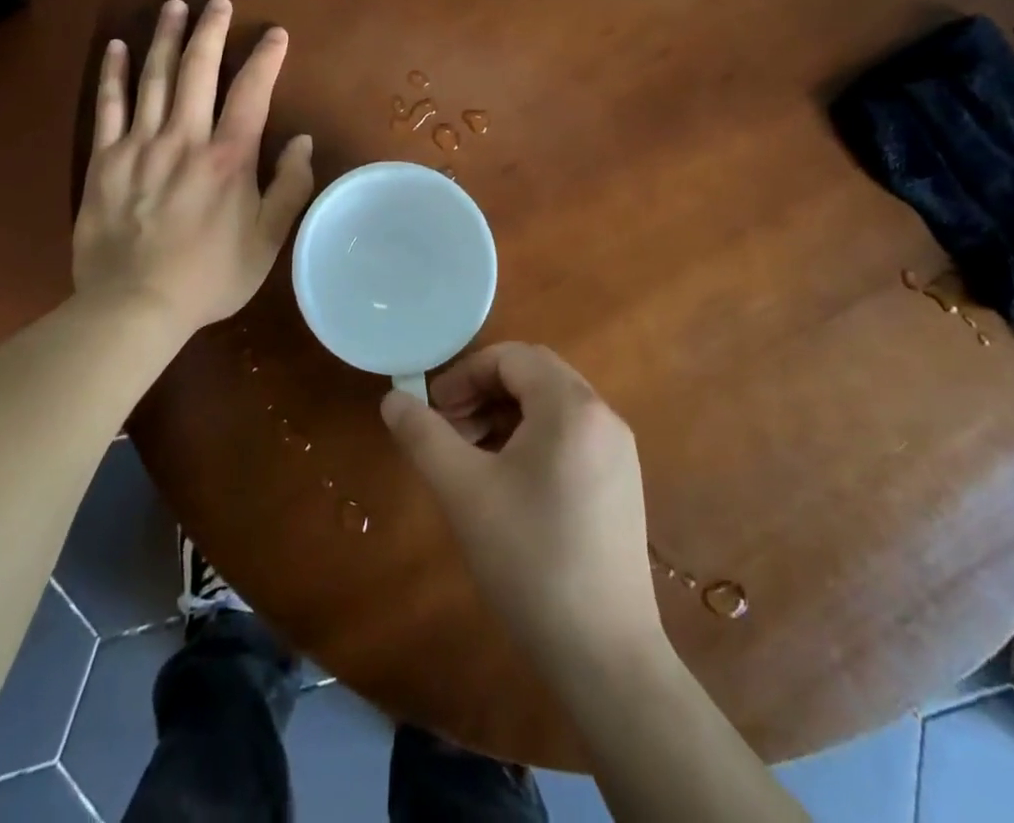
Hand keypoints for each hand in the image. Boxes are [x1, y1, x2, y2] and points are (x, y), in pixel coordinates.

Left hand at [73, 0, 314, 338]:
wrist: (134, 306)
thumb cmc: (209, 277)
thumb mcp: (267, 241)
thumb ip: (290, 188)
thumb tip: (303, 141)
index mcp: (228, 158)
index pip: (252, 92)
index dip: (266, 57)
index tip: (275, 33)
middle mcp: (185, 138)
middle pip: (198, 70)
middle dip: (210, 30)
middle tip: (216, 1)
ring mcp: (140, 145)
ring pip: (154, 78)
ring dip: (165, 38)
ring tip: (173, 6)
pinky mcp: (105, 159)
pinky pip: (109, 106)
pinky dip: (114, 74)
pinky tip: (117, 47)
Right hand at [380, 343, 662, 672]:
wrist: (605, 656)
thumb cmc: (529, 560)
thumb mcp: (463, 491)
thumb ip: (423, 435)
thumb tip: (392, 398)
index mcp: (571, 407)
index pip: (512, 357)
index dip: (465, 374)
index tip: (433, 408)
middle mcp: (603, 417)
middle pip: (534, 376)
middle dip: (483, 392)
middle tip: (448, 428)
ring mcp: (618, 452)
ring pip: (552, 406)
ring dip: (505, 415)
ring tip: (470, 456)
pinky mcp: (621, 484)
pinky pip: (571, 436)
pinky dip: (532, 439)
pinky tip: (508, 482)